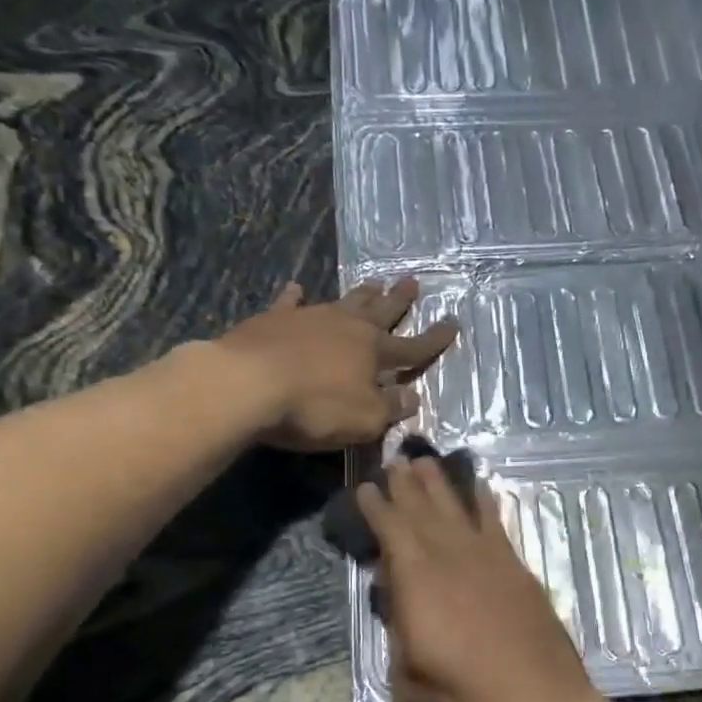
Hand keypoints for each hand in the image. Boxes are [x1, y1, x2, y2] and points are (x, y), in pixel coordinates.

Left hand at [216, 279, 457, 451]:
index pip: (413, 347)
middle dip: (399, 300)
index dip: (434, 339)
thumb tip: (412, 398)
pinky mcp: (273, 320)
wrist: (247, 384)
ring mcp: (309, 318)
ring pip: (343, 302)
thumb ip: (390, 408)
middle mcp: (347, 327)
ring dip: (361, 294)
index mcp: (374, 352)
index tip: (453, 323)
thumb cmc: (314, 407)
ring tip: (374, 281)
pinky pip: (290, 304)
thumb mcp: (364, 419)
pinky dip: (296, 297)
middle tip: (413, 281)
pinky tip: (297, 288)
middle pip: (380, 312)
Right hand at [357, 459, 599, 701]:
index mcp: (418, 583)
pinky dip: (485, 502)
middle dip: (406, 485)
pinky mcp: (517, 569)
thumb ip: (399, 631)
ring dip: (440, 484)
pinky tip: (480, 488)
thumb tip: (397, 598)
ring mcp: (489, 560)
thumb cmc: (465, 701)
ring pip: (458, 510)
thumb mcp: (409, 678)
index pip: (391, 531)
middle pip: (423, 511)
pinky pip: (496, 524)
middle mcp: (451, 558)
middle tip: (394, 461)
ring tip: (425, 462)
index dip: (377, 508)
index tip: (366, 488)